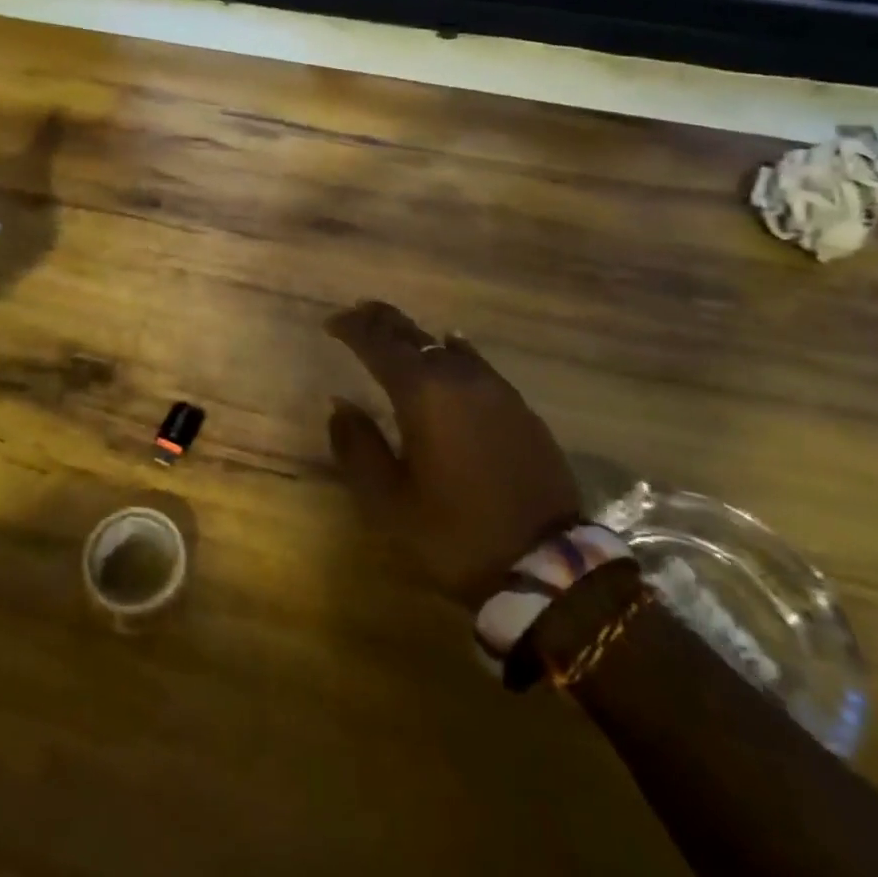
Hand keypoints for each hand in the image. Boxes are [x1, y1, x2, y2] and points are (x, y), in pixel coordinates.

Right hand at [325, 301, 581, 606]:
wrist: (546, 563)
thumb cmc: (454, 532)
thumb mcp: (388, 500)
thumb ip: (358, 447)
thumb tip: (340, 405)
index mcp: (422, 394)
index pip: (379, 344)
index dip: (352, 328)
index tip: (331, 323)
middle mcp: (459, 377)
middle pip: (413, 335)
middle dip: (382, 321)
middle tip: (358, 313)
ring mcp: (495, 389)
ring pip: (446, 347)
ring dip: (416, 336)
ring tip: (395, 333)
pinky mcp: (519, 407)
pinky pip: (476, 364)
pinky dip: (452, 352)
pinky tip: (451, 349)